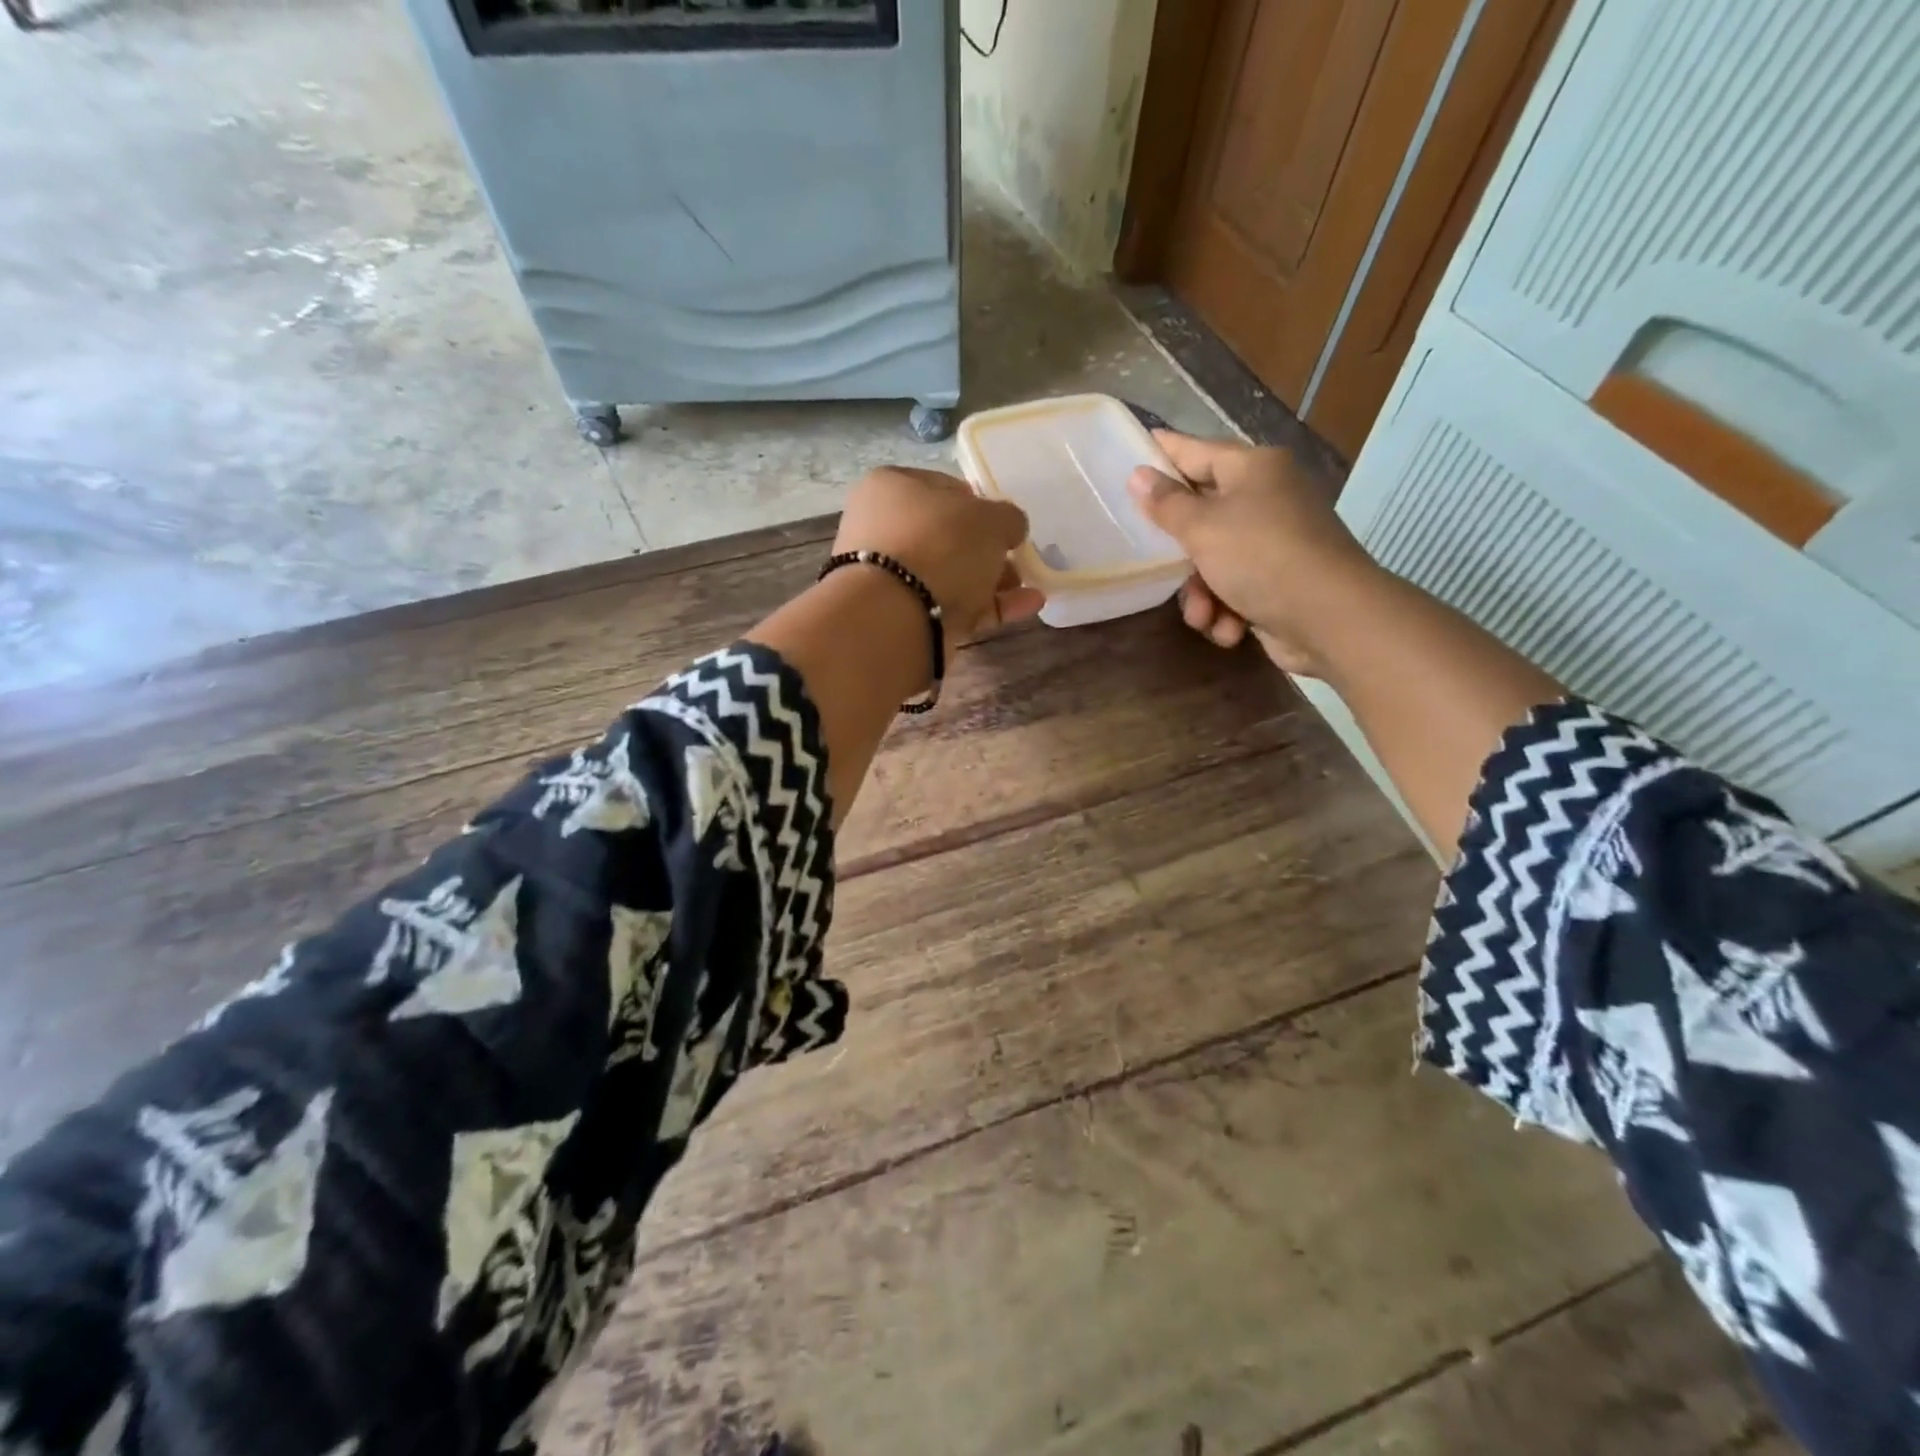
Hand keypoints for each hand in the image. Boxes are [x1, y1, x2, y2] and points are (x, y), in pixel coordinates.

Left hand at [834, 466, 1045, 650]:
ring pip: (950, 575)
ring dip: (992, 581)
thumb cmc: (939, 545)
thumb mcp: (989, 519)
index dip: (978, 503)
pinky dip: (989, 607)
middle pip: (946, 536)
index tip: (1003, 522)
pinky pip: (953, 606)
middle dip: (986, 550)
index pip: (941, 487)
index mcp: (889, 488)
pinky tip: (1027, 607)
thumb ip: (1007, 518)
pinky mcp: (903, 618)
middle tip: (1017, 560)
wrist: (895, 618)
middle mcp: (882, 530)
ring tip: (1030, 589)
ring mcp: (890, 578)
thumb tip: (1010, 527)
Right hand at [1127, 432, 1378, 675]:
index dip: (1162, 452)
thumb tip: (1138, 474)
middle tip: (1151, 560)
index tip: (1128, 451)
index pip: (1196, 451)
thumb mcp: (1202, 528)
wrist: (1329, 618)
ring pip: (1213, 561)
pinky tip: (1230, 629)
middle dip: (1179, 552)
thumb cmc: (1261, 558)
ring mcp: (1274, 542)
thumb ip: (1166, 504)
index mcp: (1253, 469)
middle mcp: (1266, 498)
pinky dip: (1226, 611)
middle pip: (1202, 514)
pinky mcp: (1278, 582)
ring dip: (1201, 595)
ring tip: (1203, 615)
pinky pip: (1234, 590)